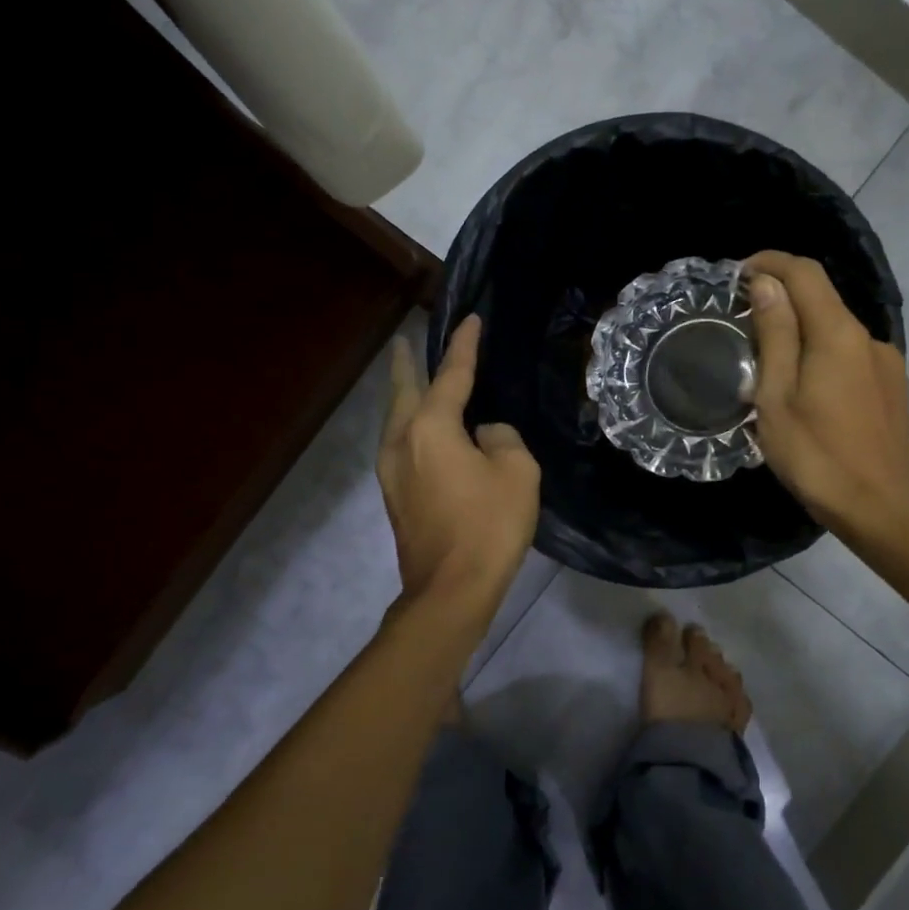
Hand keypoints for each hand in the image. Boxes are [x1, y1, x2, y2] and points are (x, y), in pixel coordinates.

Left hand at [377, 316, 539, 607]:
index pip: (451, 375)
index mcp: (431, 428)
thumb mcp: (517, 471)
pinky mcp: (395, 496)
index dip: (463, 346)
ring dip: (404, 395)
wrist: (451, 589)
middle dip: (405, 364)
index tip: (471, 319)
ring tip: (411, 379)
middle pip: (403, 391)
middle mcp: (402, 441)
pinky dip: (411, 425)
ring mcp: (392, 471)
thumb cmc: (489, 525)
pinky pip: (401, 444)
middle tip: (404, 341)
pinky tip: (423, 431)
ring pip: (396, 420)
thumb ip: (502, 438)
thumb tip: (483, 435)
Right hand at [744, 251, 908, 543]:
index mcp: (838, 334)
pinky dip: (822, 352)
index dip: (770, 262)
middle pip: (822, 298)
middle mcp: (869, 337)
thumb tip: (767, 284)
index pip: (805, 273)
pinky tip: (806, 388)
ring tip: (769, 363)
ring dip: (801, 329)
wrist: (878, 508)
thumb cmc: (815, 455)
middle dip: (782, 296)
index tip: (738, 274)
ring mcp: (886, 362)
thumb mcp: (777, 396)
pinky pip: (850, 353)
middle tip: (743, 320)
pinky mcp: (893, 386)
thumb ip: (775, 335)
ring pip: (836, 328)